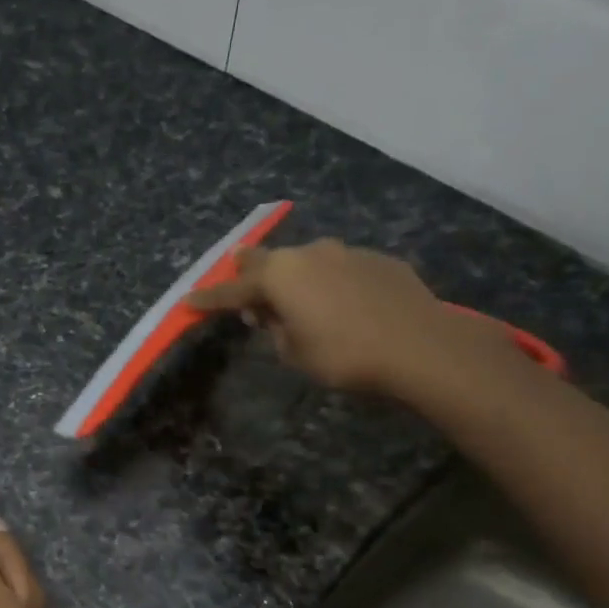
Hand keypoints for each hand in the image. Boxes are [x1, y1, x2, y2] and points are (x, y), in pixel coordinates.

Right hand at [189, 239, 513, 397]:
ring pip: (307, 261)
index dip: (208, 299)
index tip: (188, 301)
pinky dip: (331, 283)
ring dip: (295, 277)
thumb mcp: (294, 352)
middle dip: (248, 272)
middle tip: (240, 284)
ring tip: (297, 299)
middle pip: (266, 259)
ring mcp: (346, 252)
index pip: (231, 290)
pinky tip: (342, 303)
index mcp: (279, 276)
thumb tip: (271, 314)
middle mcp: (308, 254)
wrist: (419, 346)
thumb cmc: (343, 355)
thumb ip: (274, 329)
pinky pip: (341, 269)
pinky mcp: (378, 260)